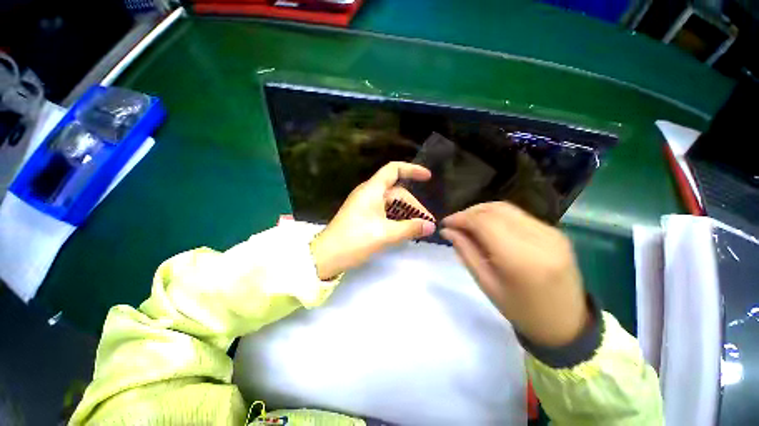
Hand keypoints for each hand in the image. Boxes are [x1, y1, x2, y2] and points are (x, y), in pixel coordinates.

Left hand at [311, 162, 436, 279]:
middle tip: (427, 223)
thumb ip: (410, 228)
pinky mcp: (363, 216)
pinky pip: (384, 213)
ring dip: (406, 214)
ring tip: (418, 229)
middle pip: (397, 192)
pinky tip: (405, 231)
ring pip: (391, 204)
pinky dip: (396, 219)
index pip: (394, 170)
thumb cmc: (355, 240)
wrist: (326, 256)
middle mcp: (369, 193)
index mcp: (372, 189)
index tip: (428, 178)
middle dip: (414, 205)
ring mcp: (365, 205)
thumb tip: (431, 226)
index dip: (412, 170)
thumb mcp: (386, 234)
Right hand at [441, 202, 588, 347]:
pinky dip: (497, 216)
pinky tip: (488, 227)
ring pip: (506, 208)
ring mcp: (551, 232)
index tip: (445, 223)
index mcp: (520, 258)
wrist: (566, 323)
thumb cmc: (520, 309)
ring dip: (482, 212)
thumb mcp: (486, 283)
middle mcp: (539, 238)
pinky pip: (518, 215)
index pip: (483, 222)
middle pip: (495, 210)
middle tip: (455, 224)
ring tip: (468, 223)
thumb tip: (447, 230)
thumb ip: (465, 251)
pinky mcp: (556, 231)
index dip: (461, 218)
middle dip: (469, 212)